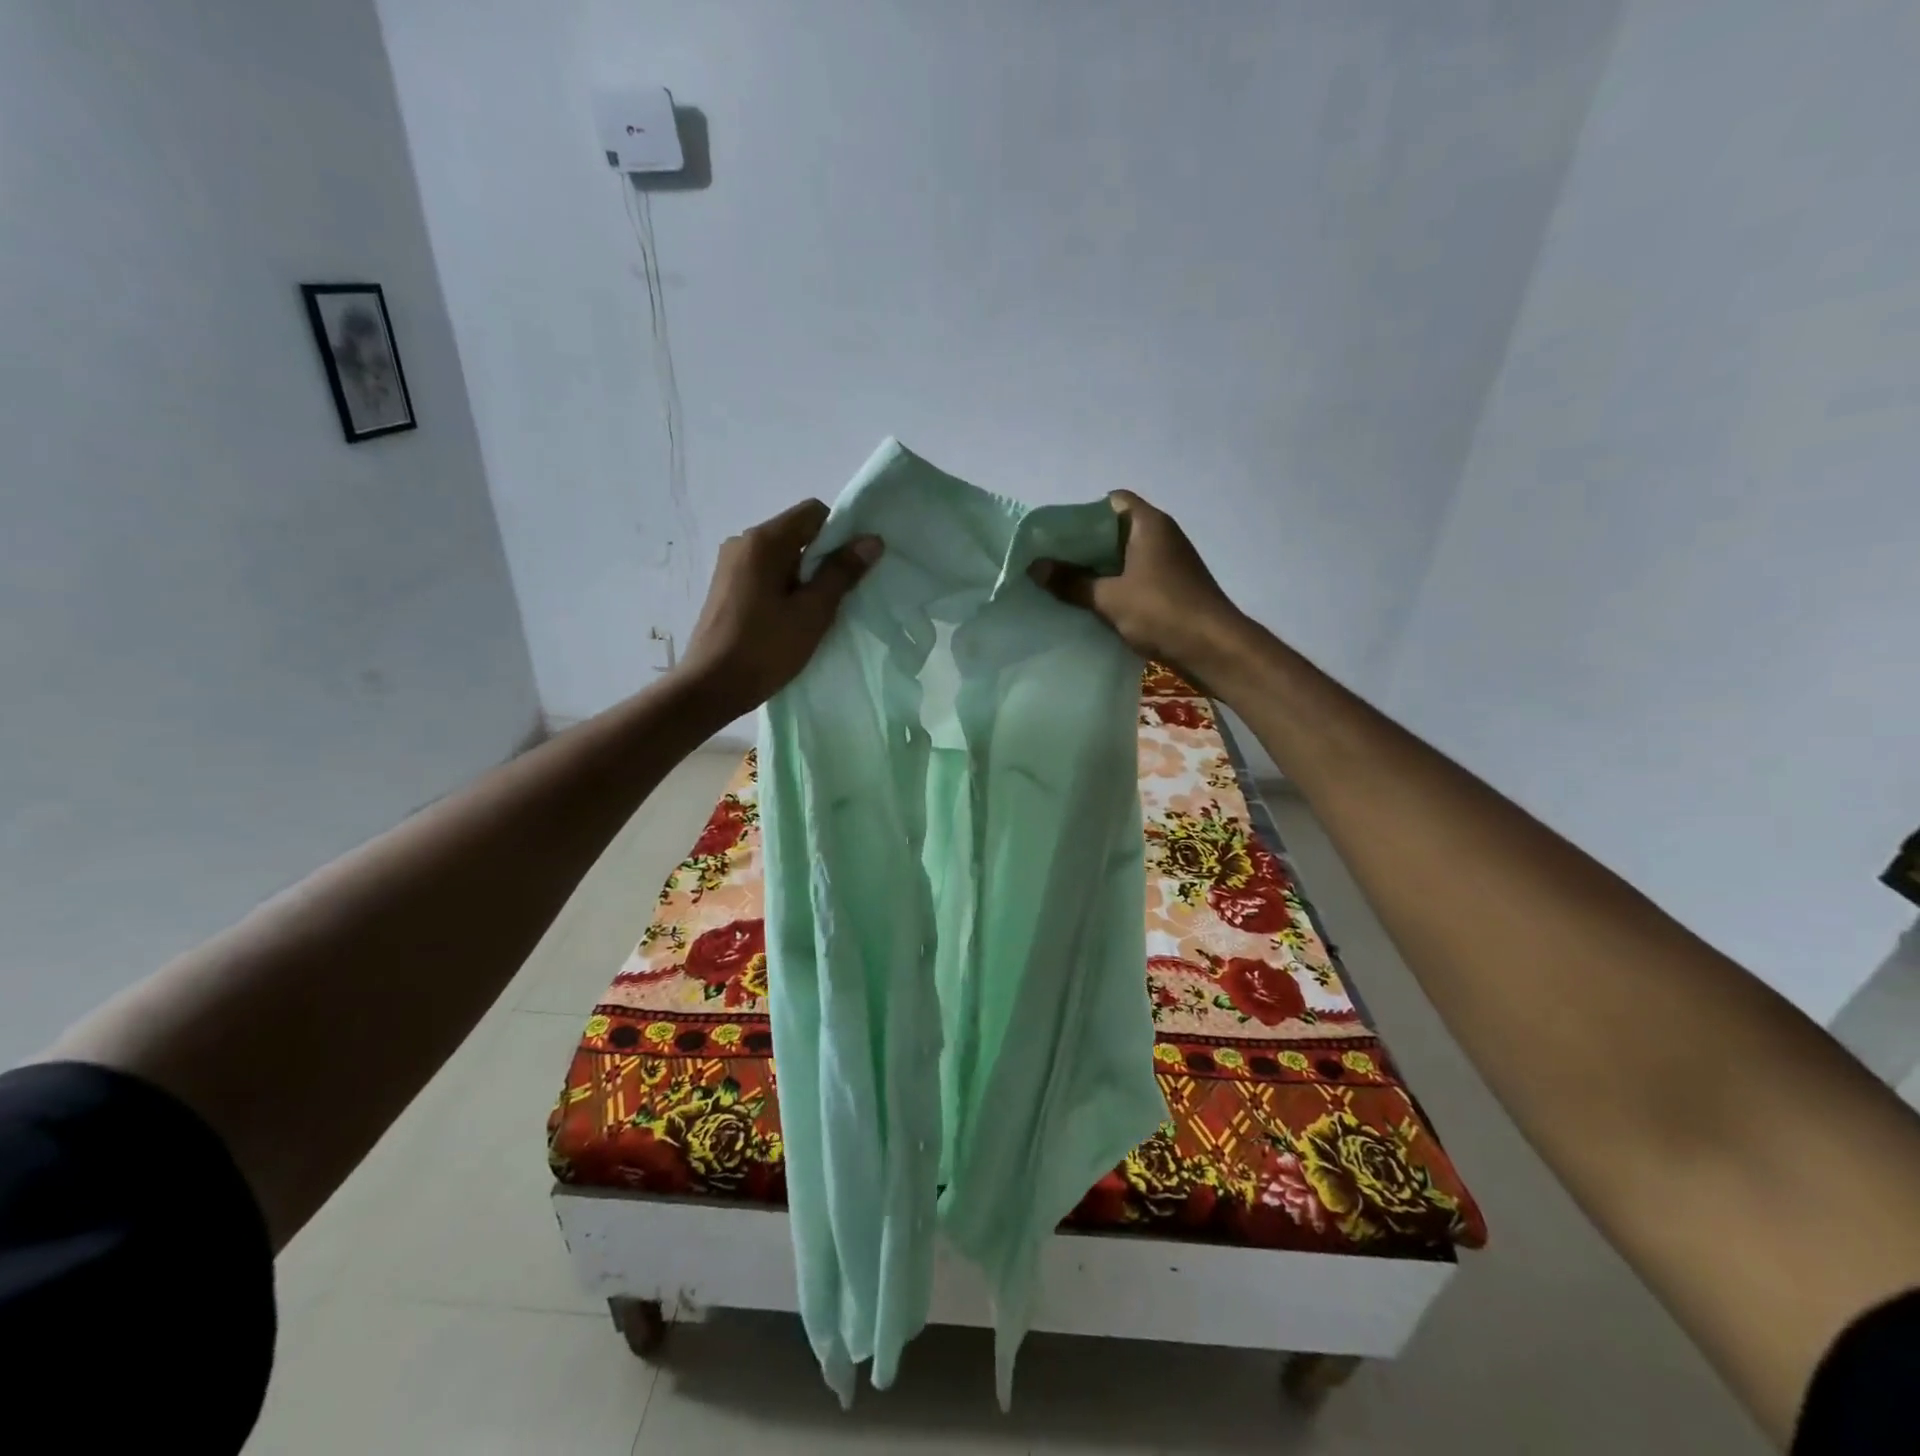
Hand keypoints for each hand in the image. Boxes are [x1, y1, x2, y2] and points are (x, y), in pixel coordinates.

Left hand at [678, 499, 880, 715]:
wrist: (710, 687)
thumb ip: (841, 573)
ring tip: (811, 614)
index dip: (839, 534)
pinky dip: (784, 588)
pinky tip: (788, 620)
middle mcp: (743, 543)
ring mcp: (730, 564)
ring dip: (804, 577)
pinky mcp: (726, 586)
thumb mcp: (812, 612)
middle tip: (835, 599)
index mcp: (764, 541)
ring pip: (782, 556)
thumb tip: (871, 540)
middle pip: (797, 533)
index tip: (850, 570)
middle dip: (822, 559)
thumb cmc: (765, 648)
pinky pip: (765, 573)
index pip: (813, 512)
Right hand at [1029, 491, 1247, 684]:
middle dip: (1084, 546)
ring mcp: (1170, 563)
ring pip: (1125, 557)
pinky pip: (1136, 578)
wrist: (1213, 648)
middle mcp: (1162, 536)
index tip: (1056, 536)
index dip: (1082, 514)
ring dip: (1098, 569)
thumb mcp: (1109, 598)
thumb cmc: (1161, 612)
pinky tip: (1092, 604)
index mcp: (1149, 524)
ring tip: (1065, 584)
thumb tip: (1034, 567)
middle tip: (1052, 562)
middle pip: (1116, 530)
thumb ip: (1070, 582)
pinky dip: (1115, 586)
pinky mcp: (1172, 588)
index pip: (1112, 501)